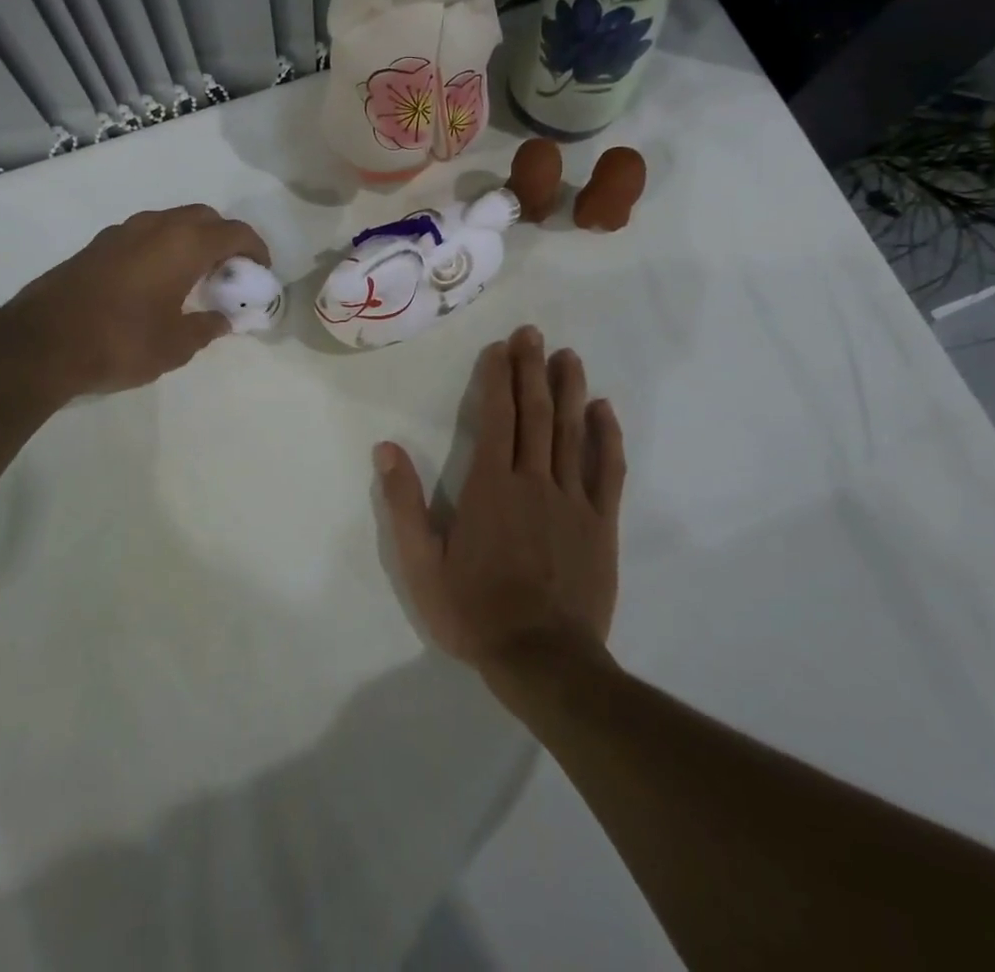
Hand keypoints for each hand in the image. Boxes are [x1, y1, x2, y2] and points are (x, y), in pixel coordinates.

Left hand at [3, 205, 269, 398]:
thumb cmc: (121, 342)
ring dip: (191, 240)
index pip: (235, 232)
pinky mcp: (99, 244)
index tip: (260, 271)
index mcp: (184, 245)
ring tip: (194, 275)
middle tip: (229, 270)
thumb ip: (206, 328)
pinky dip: (163, 246)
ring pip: (171, 221)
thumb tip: (222, 320)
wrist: (42, 342)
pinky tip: (157, 280)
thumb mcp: (175, 346)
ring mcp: (123, 232)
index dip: (255, 249)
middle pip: (204, 217)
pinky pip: (145, 234)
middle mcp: (156, 227)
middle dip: (224, 238)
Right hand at [378, 326, 624, 686]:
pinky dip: (607, 437)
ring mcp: (572, 500)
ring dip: (569, 390)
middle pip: (534, 413)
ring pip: (572, 432)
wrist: (543, 660)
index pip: (495, 417)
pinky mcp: (601, 524)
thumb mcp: (422, 564)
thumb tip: (386, 448)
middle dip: (532, 369)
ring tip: (568, 356)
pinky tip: (604, 410)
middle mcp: (533, 480)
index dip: (498, 378)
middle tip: (534, 333)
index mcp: (490, 486)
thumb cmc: (475, 611)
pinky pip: (608, 471)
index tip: (501, 347)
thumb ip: (403, 504)